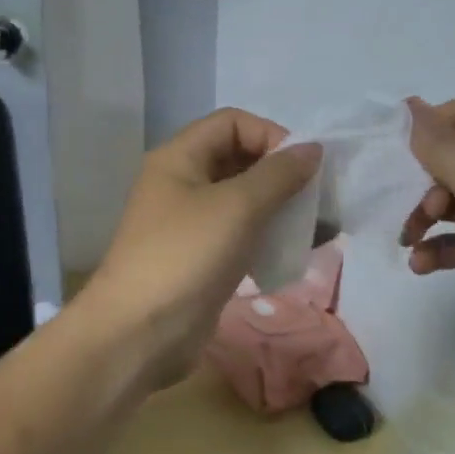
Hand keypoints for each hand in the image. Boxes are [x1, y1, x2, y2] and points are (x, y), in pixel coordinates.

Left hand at [80, 109, 321, 390]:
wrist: (141, 331)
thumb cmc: (187, 256)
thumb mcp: (238, 206)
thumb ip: (279, 174)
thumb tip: (312, 149)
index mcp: (179, 157)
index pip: (232, 122)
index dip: (270, 135)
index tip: (302, 168)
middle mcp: (181, 183)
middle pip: (238, 159)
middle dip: (278, 173)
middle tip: (313, 197)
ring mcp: (188, 223)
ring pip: (240, 200)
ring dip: (276, 207)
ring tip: (308, 226)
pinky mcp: (199, 258)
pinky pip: (237, 234)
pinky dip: (264, 236)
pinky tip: (287, 252)